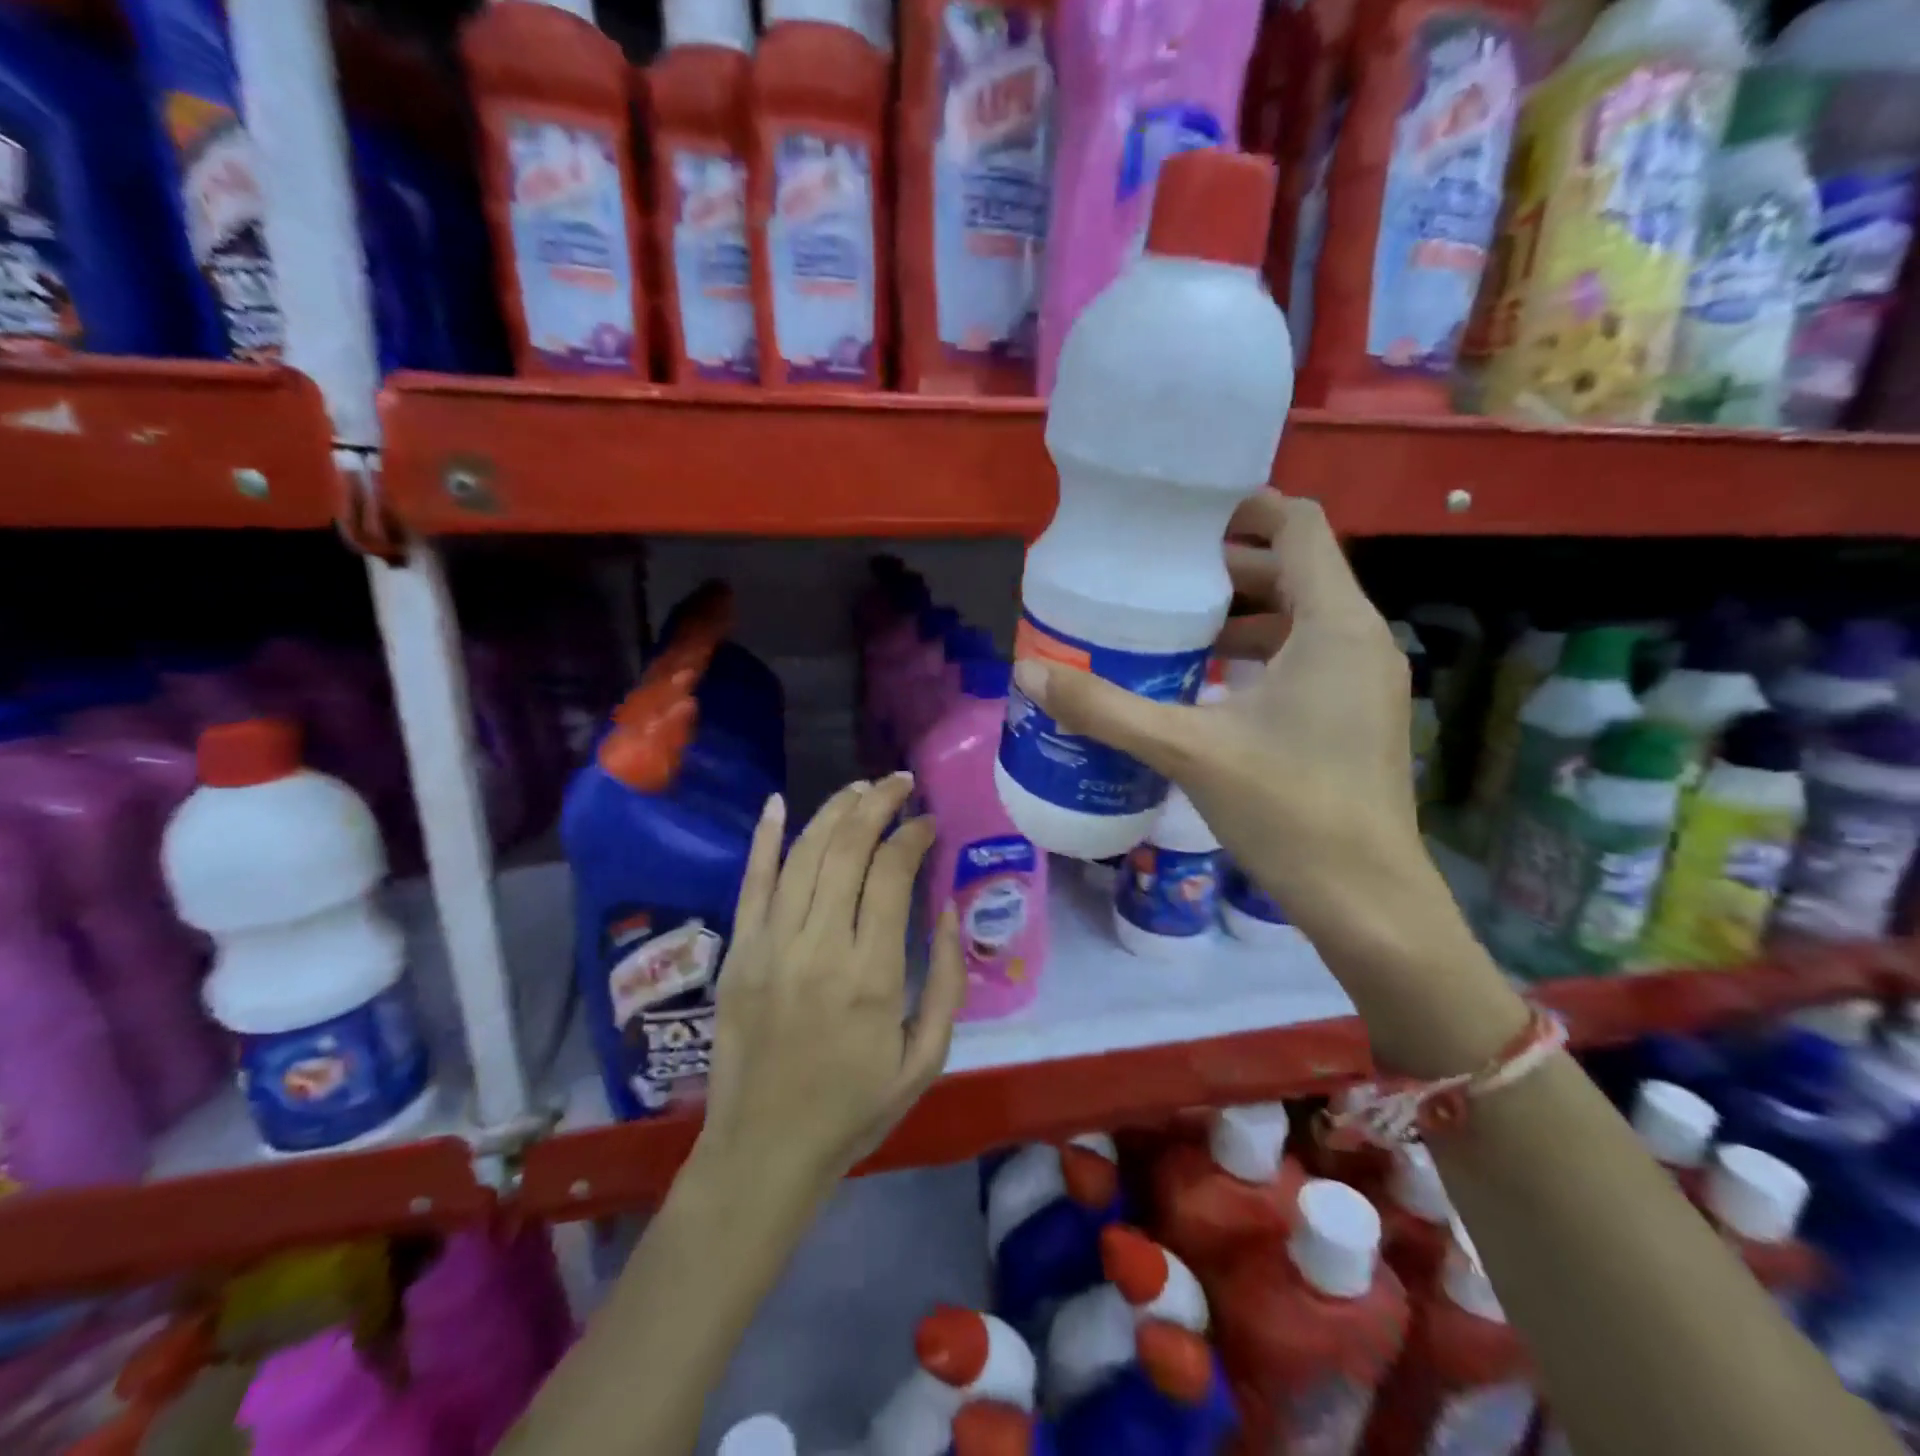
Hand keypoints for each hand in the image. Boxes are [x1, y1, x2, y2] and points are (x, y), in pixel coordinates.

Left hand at [697, 775, 966, 1198]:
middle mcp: (819, 947)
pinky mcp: (739, 952)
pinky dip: (765, 838)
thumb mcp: (925, 1061)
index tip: (929, 823)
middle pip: (847, 850)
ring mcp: (771, 945)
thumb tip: (947, 914)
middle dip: (877, 804)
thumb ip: (946, 984)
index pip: (891, 875)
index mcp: (872, 976)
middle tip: (900, 783)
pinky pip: (751, 883)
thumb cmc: (853, 1109)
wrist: (764, 1151)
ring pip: (803, 855)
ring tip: (861, 788)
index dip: (913, 836)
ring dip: (834, 812)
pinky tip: (779, 803)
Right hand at [1013, 493, 1513, 1073]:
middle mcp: (1361, 639)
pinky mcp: (1357, 715)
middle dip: (1230, 565)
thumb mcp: (1189, 751)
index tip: (1183, 520)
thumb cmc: (1289, 811)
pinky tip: (1209, 685)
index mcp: (1335, 624)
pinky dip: (1260, 653)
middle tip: (1161, 576)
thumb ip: (1108, 709)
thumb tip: (1030, 674)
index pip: (1298, 526)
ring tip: (1176, 628)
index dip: (1244, 508)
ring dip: (1243, 613)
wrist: (1367, 901)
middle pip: (1297, 569)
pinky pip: (1307, 657)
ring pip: (1302, 616)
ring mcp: (1365, 680)